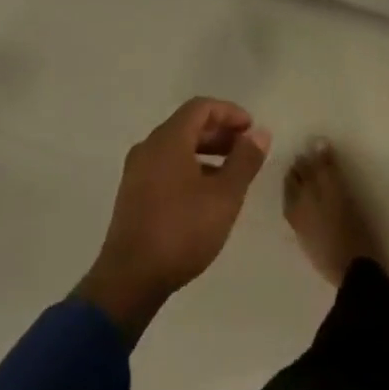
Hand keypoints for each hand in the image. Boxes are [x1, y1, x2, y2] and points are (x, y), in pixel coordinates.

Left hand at [76, 98, 269, 342]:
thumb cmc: (181, 231)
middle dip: (219, 133)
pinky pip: (165, 167)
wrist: (128, 281)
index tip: (251, 129)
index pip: (201, 107)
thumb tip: (260, 133)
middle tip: (245, 150)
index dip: (229, 113)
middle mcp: (149, 147)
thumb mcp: (224, 196)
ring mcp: (136, 172)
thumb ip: (244, 161)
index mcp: (168, 139)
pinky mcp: (132, 196)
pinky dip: (189, 169)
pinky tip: (205, 195)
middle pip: (188, 126)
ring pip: (176, 148)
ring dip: (206, 153)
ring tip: (230, 175)